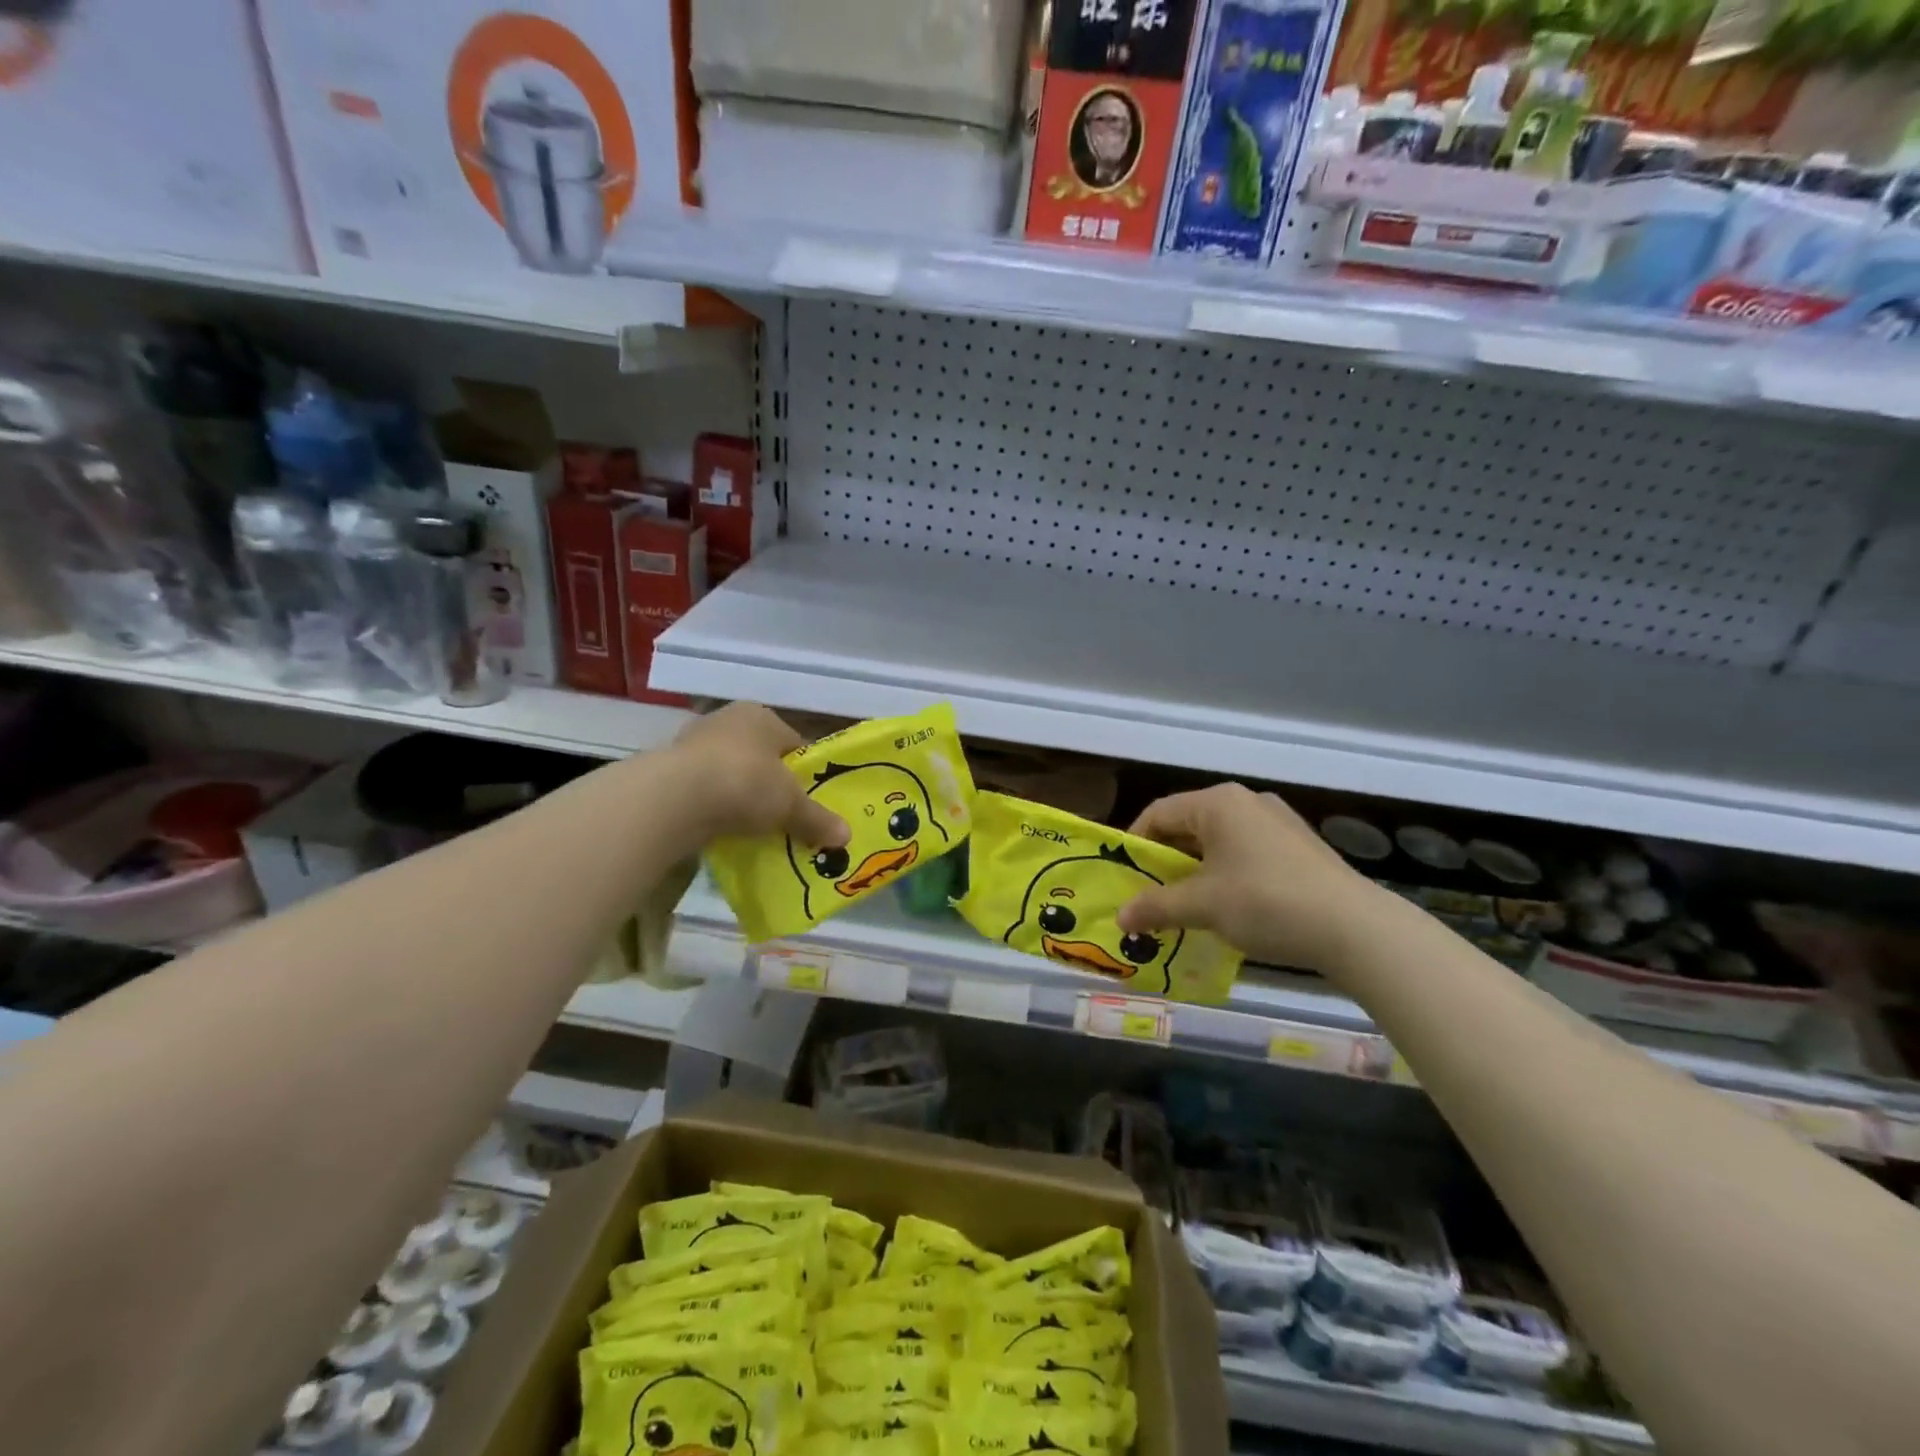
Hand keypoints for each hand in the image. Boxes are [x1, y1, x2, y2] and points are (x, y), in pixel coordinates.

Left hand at [666, 703, 850, 849]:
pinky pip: (704, 791)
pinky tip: (723, 829)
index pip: (793, 743)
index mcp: (761, 716)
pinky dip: (714, 808)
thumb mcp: (790, 805)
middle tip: (784, 816)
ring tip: (754, 828)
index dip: (805, 773)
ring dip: (740, 797)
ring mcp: (693, 744)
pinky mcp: (669, 771)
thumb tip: (847, 837)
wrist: (674, 799)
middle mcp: (727, 721)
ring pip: (730, 773)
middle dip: (771, 785)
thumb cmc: (744, 783)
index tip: (811, 801)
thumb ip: (817, 819)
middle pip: (760, 757)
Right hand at [1116, 783, 1380, 976]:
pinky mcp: (1299, 847)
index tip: (1124, 878)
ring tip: (1187, 907)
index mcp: (1218, 802)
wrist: (1355, 928)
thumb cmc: (1265, 902)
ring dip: (1196, 873)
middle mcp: (1246, 802)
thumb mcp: (1201, 906)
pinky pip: (1246, 854)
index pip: (1158, 813)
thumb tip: (1120, 917)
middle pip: (1188, 827)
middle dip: (1165, 863)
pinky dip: (1227, 876)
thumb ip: (1156, 906)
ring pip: (1218, 843)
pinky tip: (1229, 909)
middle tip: (1150, 896)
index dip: (1135, 845)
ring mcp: (1277, 822)